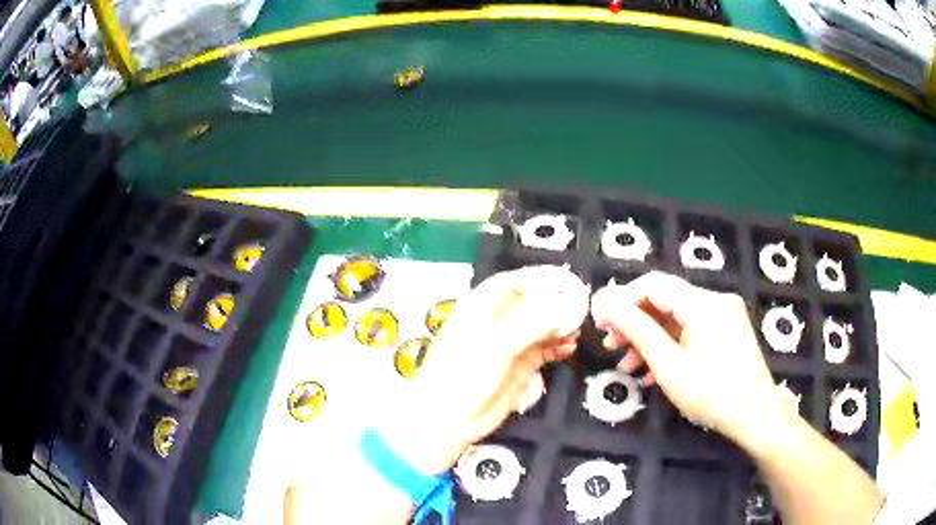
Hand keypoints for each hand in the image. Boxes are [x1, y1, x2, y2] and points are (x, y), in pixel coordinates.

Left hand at [377, 265, 589, 474]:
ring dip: (558, 326)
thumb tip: (560, 308)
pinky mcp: (517, 369)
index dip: (535, 279)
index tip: (562, 280)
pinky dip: (556, 348)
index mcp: (479, 310)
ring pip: (538, 329)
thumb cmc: (462, 376)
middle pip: (528, 305)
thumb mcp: (495, 346)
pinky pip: (542, 352)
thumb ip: (529, 324)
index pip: (509, 283)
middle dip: (553, 303)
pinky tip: (570, 347)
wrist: (449, 421)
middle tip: (579, 304)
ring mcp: (507, 347)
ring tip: (578, 327)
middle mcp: (495, 325)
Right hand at [590, 271, 787, 448]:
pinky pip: (692, 329)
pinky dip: (670, 344)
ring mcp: (724, 315)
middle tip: (611, 345)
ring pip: (677, 316)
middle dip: (635, 321)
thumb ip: (638, 331)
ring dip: (650, 337)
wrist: (756, 416)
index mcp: (703, 304)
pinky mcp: (727, 331)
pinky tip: (653, 369)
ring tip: (628, 365)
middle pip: (665, 299)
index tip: (600, 322)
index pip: (654, 285)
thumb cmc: (712, 394)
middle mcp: (715, 300)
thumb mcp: (669, 366)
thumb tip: (607, 305)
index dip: (622, 299)